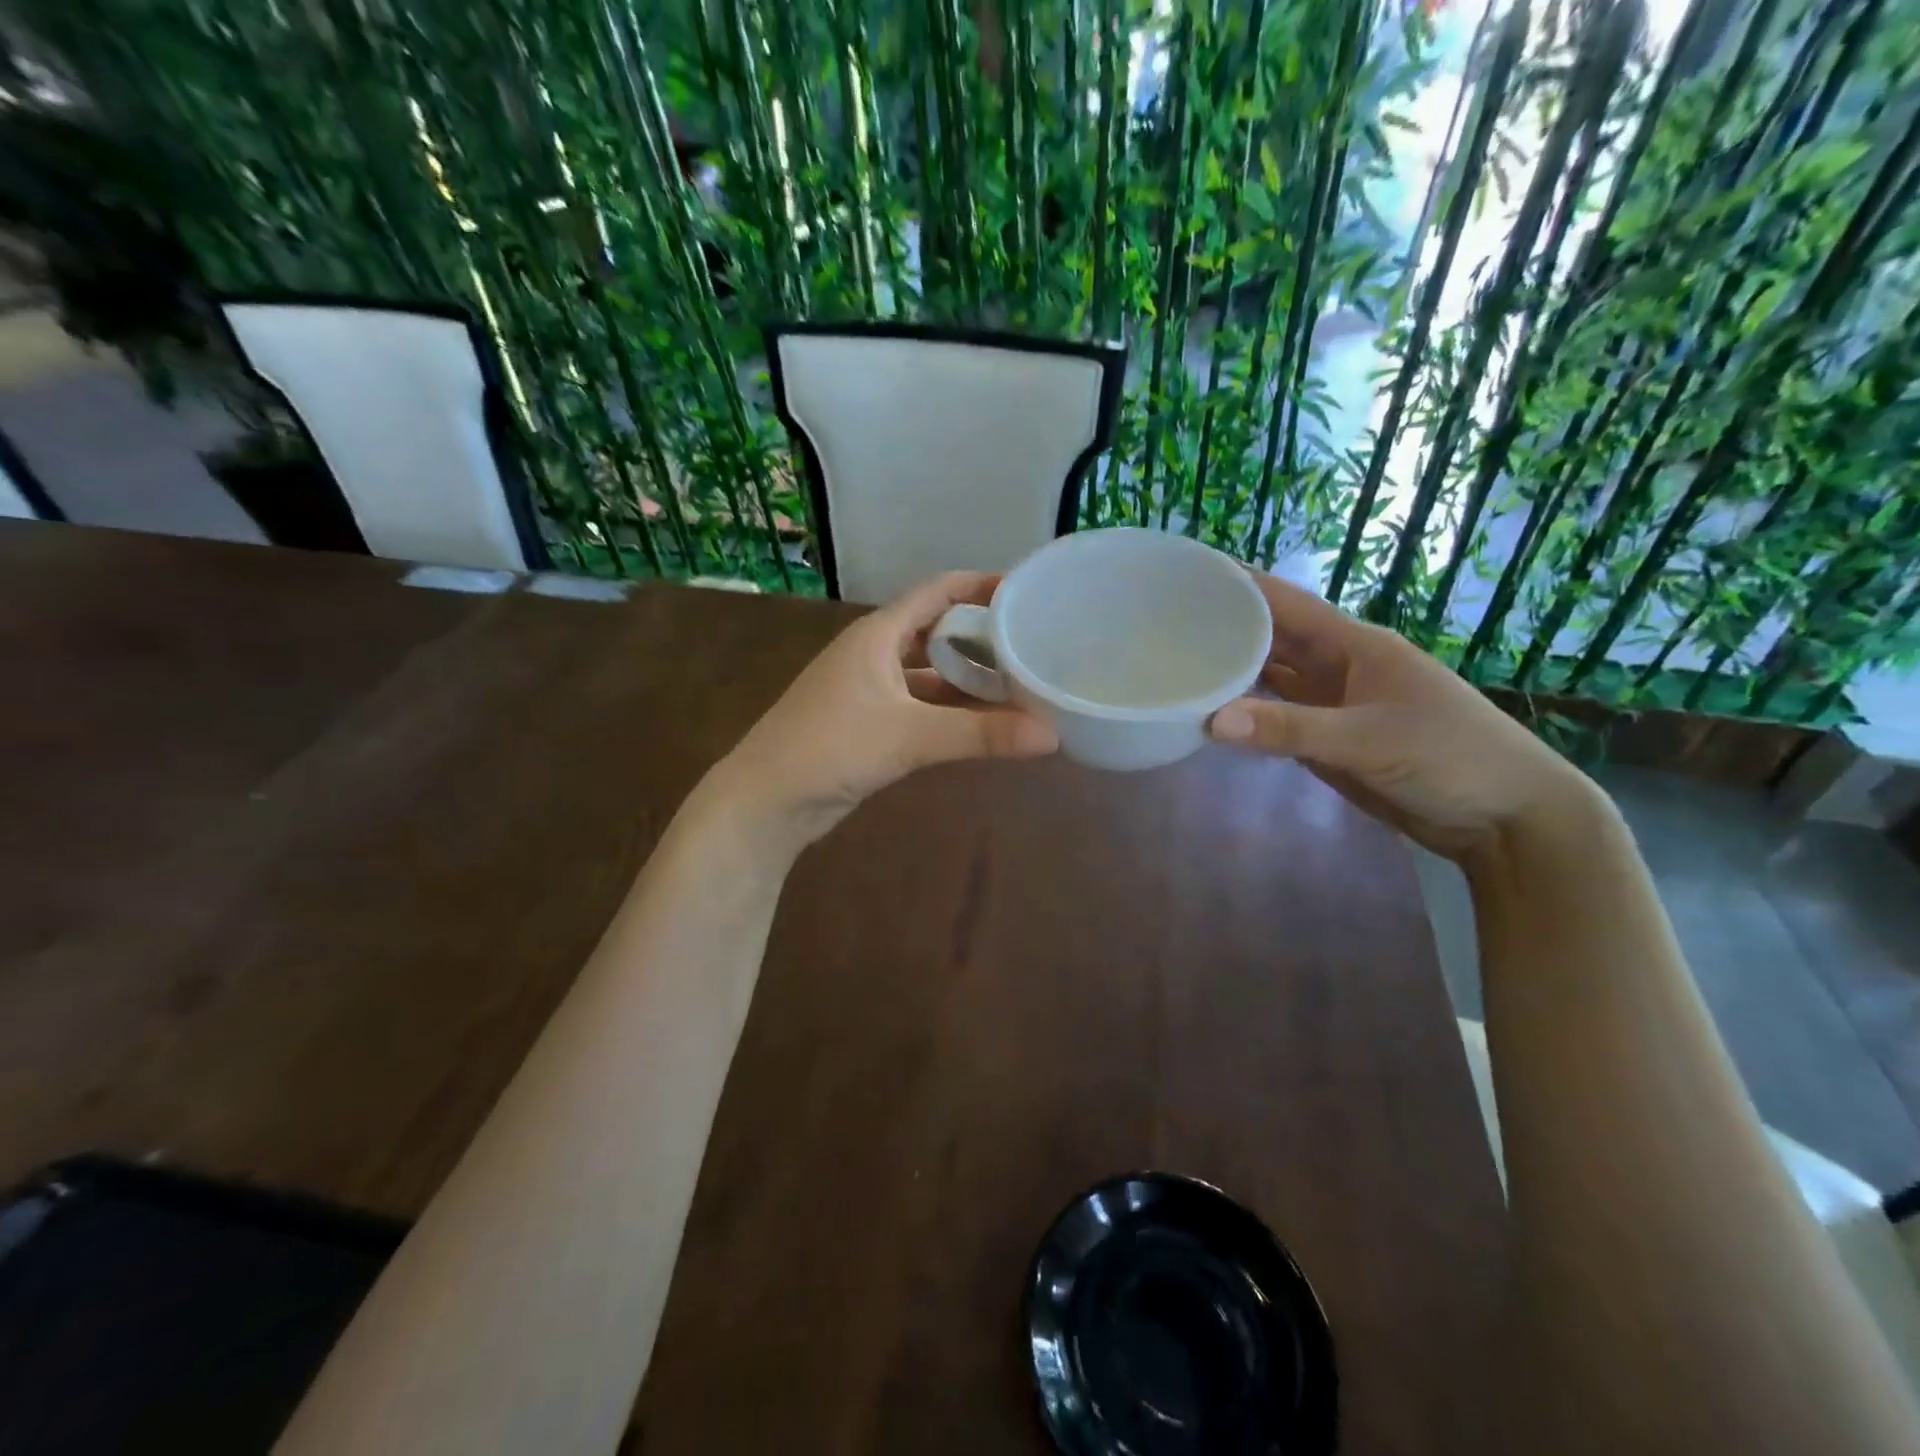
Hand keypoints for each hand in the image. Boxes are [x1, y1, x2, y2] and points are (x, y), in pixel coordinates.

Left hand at [716, 572, 1057, 847]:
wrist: (766, 800)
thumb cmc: (832, 747)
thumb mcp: (910, 736)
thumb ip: (980, 734)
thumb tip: (1052, 735)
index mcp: (878, 635)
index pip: (938, 591)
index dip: (980, 585)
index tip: (1026, 590)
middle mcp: (873, 653)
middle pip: (935, 630)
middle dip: (980, 635)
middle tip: (1031, 642)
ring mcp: (867, 689)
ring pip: (927, 673)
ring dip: (966, 678)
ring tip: (1016, 683)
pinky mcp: (866, 723)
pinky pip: (918, 705)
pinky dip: (948, 709)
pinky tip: (979, 723)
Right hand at [1207, 570, 1599, 862]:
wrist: (1504, 817)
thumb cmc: (1450, 757)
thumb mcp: (1368, 740)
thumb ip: (1290, 730)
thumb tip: (1212, 721)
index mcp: (1354, 645)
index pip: (1284, 603)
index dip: (1239, 584)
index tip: (1188, 574)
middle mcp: (1337, 667)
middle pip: (1272, 637)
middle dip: (1224, 626)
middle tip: (1163, 625)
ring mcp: (1332, 704)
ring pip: (1271, 677)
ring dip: (1231, 670)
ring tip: (1175, 662)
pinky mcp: (1329, 740)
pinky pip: (1277, 717)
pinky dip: (1246, 714)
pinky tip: (1212, 712)